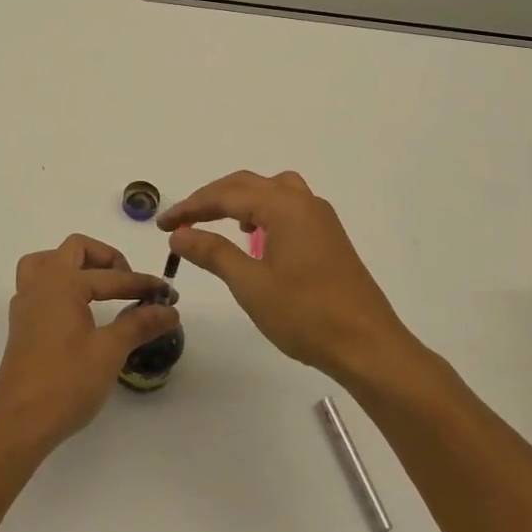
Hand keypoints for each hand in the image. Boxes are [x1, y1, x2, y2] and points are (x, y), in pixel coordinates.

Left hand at [0, 234, 180, 451]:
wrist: (20, 423)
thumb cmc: (66, 382)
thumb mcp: (110, 351)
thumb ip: (140, 324)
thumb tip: (170, 310)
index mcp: (62, 283)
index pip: (111, 276)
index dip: (142, 284)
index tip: (168, 294)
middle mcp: (40, 283)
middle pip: (75, 250)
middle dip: (107, 259)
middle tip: (129, 283)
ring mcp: (26, 303)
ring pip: (48, 261)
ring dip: (76, 265)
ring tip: (100, 286)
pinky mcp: (21, 323)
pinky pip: (39, 284)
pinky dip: (61, 285)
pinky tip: (77, 309)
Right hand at [159, 170, 414, 382]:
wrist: (369, 347)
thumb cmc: (307, 315)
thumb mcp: (251, 285)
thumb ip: (213, 252)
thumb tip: (180, 233)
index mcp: (284, 207)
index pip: (226, 195)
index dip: (191, 207)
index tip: (163, 225)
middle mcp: (303, 202)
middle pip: (248, 185)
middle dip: (211, 199)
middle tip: (181, 221)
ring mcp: (320, 219)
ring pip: (271, 191)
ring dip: (239, 200)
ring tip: (217, 222)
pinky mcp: (329, 237)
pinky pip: (288, 207)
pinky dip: (262, 211)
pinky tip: (255, 238)